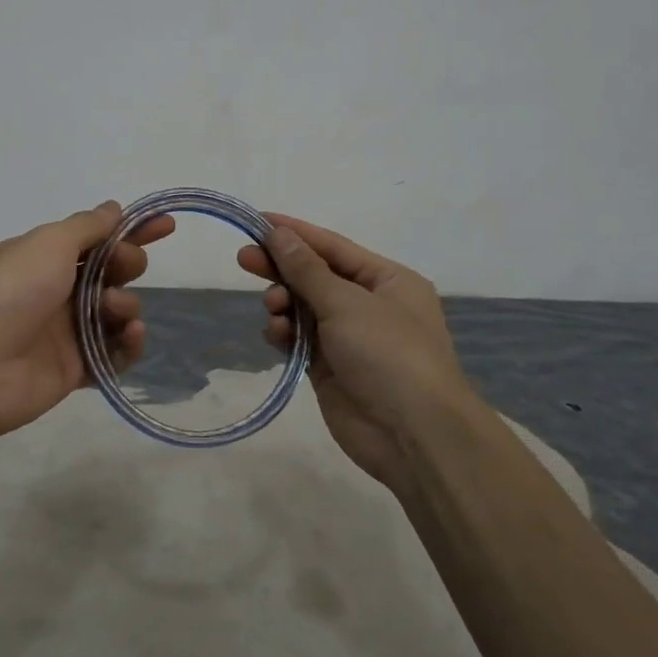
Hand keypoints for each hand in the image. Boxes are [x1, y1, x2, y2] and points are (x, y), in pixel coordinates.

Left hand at [0, 201, 173, 441]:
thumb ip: (87, 226)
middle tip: (123, 268)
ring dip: (125, 304)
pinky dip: (129, 343)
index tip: (166, 226)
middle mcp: (58, 290)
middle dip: (127, 264)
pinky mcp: (76, 369)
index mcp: (47, 257)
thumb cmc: (12, 289)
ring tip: (112, 309)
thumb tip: (113, 208)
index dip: (132, 231)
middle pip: (111, 273)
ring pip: (116, 312)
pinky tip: (131, 334)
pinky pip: (115, 354)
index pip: (98, 238)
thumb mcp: (49, 242)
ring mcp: (67, 331)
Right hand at [237, 215, 473, 488]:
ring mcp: (349, 338)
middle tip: (244, 260)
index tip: (257, 221)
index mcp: (387, 280)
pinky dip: (285, 334)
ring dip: (284, 304)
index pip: (334, 247)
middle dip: (282, 268)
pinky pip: (300, 340)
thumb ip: (307, 269)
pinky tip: (276, 334)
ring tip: (274, 309)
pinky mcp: (330, 369)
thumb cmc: (389, 353)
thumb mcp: (346, 303)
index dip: (295, 233)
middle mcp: (369, 305)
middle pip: (316, 276)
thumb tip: (279, 234)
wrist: (413, 435)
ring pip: (304, 308)